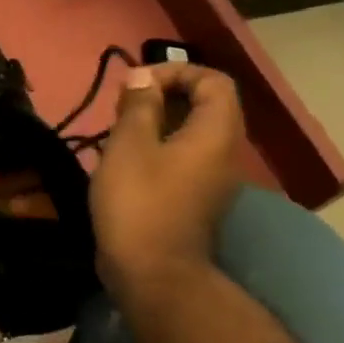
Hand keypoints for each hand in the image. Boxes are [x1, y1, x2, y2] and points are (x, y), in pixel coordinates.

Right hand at [90, 63, 244, 301]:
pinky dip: (158, 145)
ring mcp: (213, 178)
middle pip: (206, 105)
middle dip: (164, 94)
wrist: (152, 271)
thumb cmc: (139, 201)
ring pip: (192, 131)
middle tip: (122, 104)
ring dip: (157, 120)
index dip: (177, 71)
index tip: (137, 84)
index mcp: (215, 133)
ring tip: (118, 129)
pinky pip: (184, 155)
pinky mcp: (196, 197)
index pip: (214, 82)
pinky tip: (125, 158)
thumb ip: (138, 105)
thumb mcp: (129, 145)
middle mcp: (225, 152)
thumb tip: (143, 78)